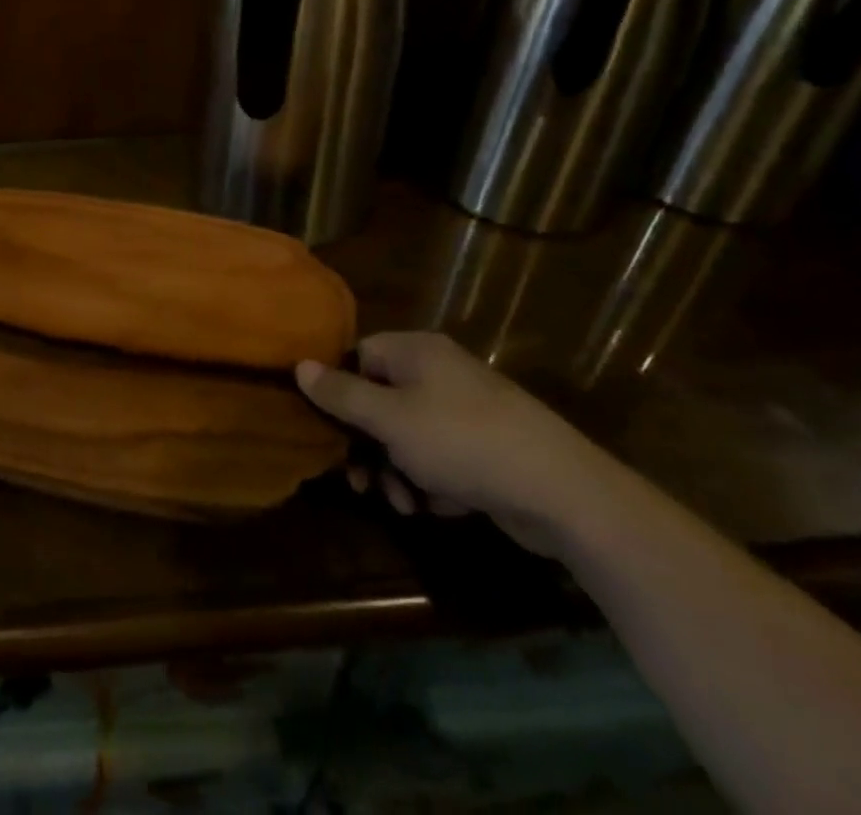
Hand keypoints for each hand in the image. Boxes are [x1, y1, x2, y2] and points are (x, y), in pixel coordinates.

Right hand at [296, 333, 622, 556]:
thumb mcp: (390, 419)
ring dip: (395, 470)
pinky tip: (435, 508)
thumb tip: (299, 365)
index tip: (327, 428)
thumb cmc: (462, 441)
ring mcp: (465, 411)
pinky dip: (429, 481)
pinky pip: (439, 457)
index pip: (358, 356)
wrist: (561, 491)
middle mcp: (438, 373)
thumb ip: (341, 394)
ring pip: (408, 435)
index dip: (338, 390)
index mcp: (415, 352)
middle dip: (367, 445)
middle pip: (380, 400)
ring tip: (402, 504)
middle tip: (359, 483)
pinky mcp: (485, 448)